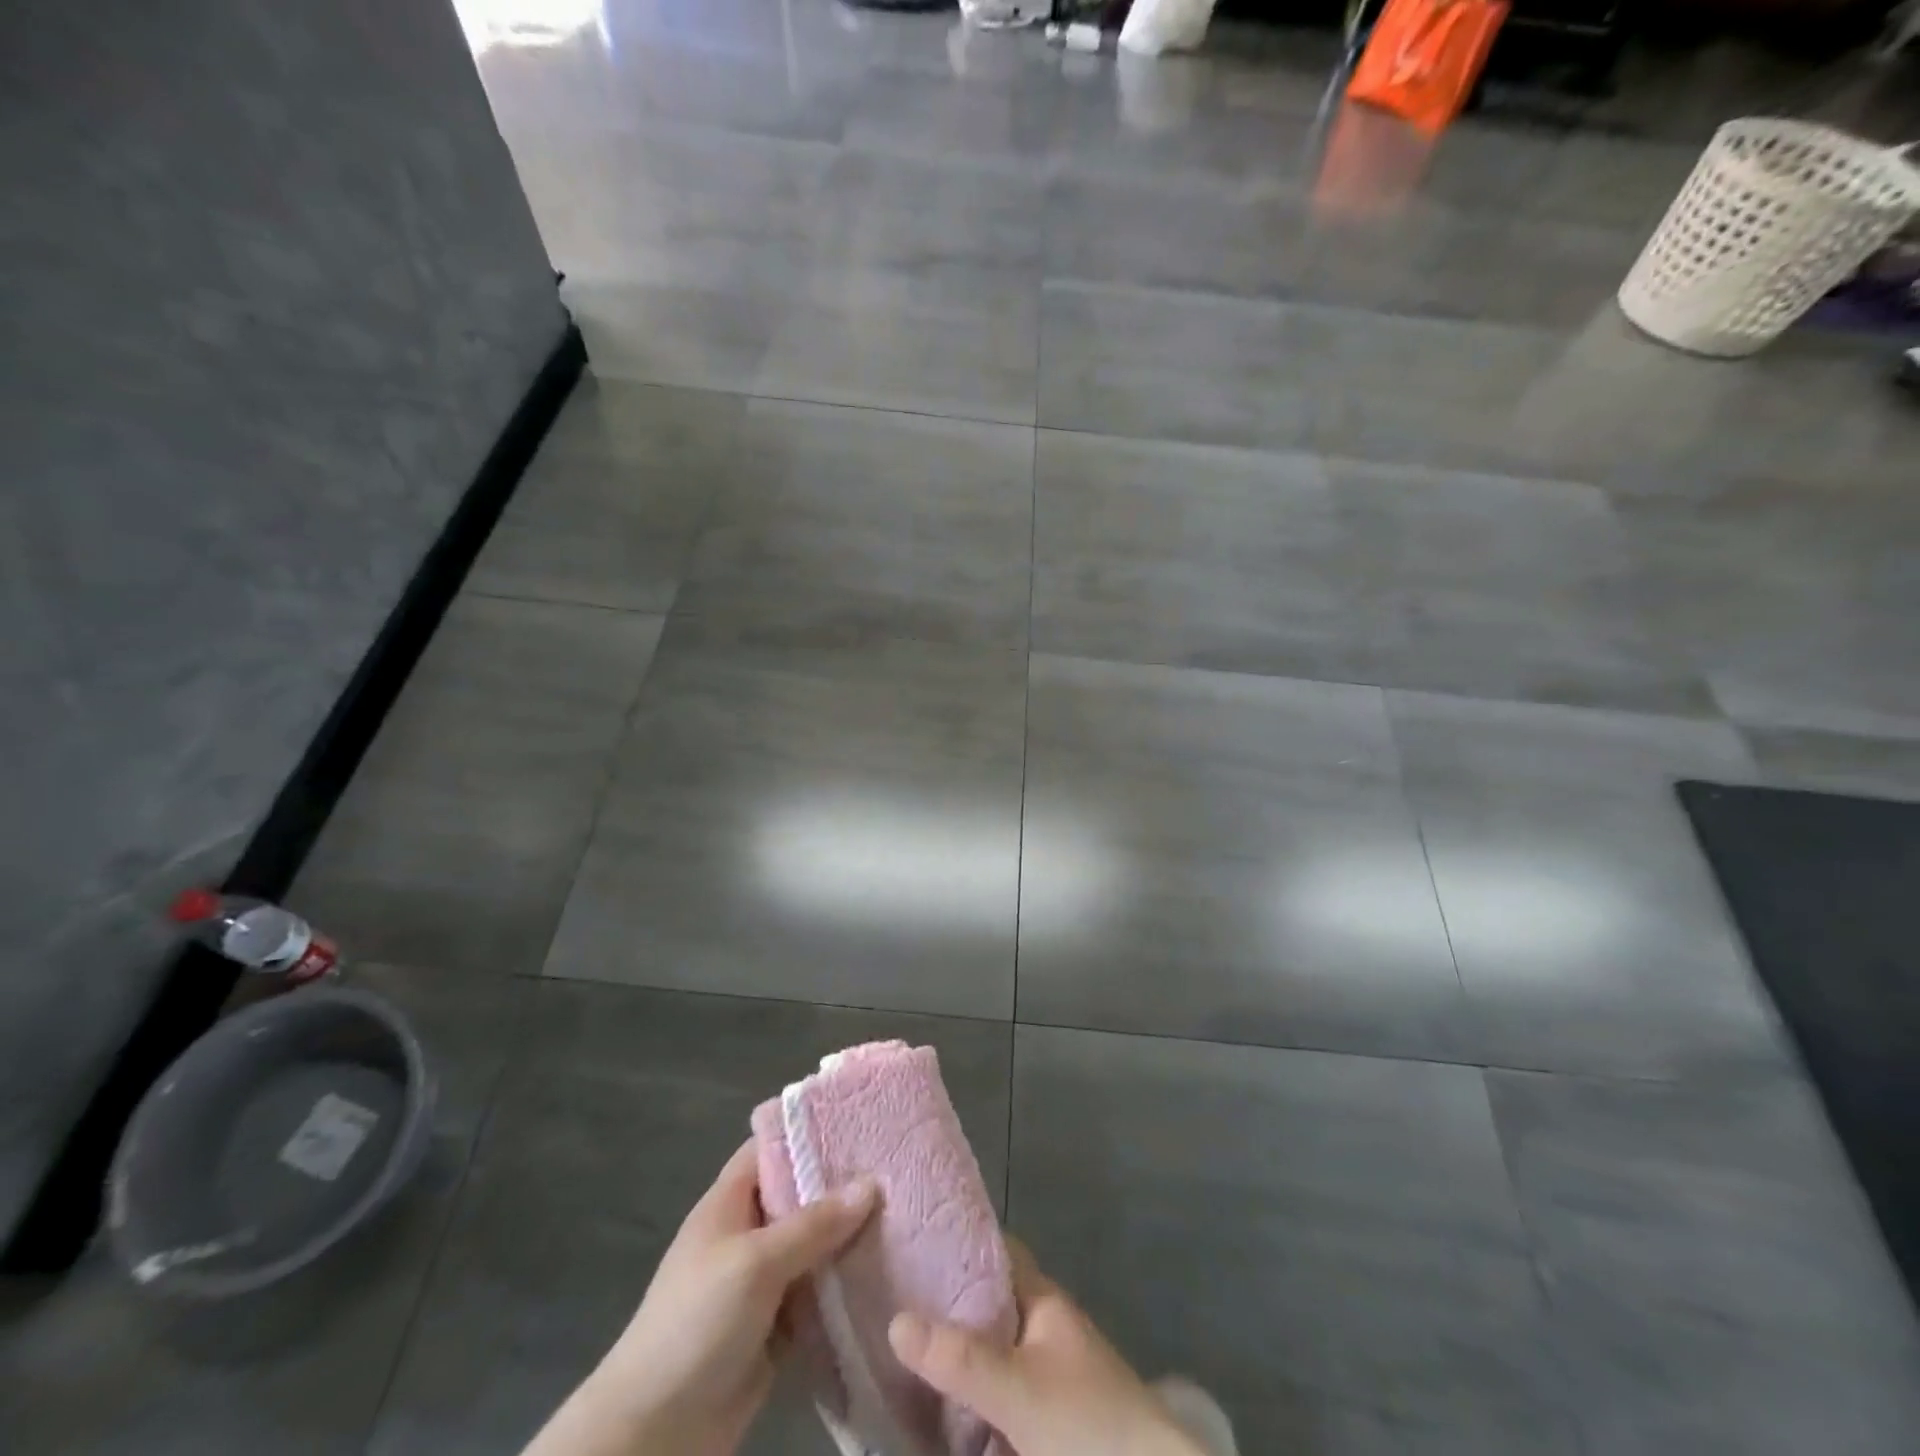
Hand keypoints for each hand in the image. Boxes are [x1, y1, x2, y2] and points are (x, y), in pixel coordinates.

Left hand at [523, 1142, 876, 1455]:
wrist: (655, 1434)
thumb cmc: (696, 1323)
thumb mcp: (755, 1261)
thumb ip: (813, 1223)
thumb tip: (871, 1184)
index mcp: (730, 1201)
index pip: (772, 1147)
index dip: (810, 1130)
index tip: (861, 1119)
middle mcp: (748, 1233)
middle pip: (800, 1195)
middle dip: (842, 1184)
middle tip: (897, 1166)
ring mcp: (762, 1281)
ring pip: (814, 1245)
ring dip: (850, 1237)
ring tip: (907, 1211)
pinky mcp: (776, 1326)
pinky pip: (818, 1293)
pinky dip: (845, 1285)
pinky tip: (889, 1270)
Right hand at [887, 1242, 1205, 1455]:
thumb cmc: (1086, 1421)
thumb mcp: (1017, 1388)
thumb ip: (959, 1359)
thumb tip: (895, 1320)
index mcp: (1042, 1300)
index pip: (996, 1250)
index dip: (957, 1242)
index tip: (912, 1241)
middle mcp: (1045, 1327)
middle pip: (988, 1304)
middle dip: (947, 1307)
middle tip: (893, 1302)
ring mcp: (1049, 1374)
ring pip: (993, 1352)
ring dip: (958, 1357)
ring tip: (903, 1356)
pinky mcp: (1049, 1419)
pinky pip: (1002, 1395)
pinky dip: (974, 1399)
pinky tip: (942, 1411)